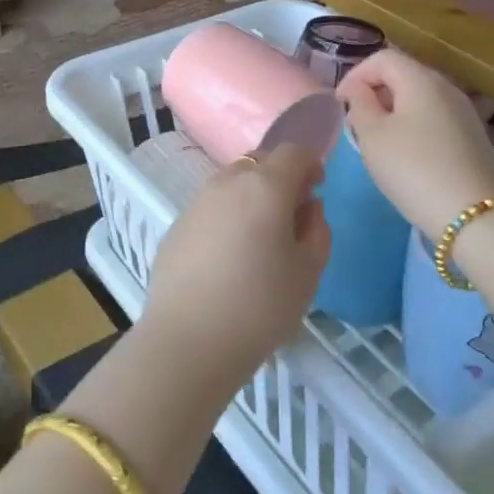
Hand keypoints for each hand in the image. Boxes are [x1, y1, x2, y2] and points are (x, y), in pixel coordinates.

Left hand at [139, 143, 330, 392]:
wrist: (188, 341)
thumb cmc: (260, 306)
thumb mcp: (308, 272)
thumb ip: (317, 230)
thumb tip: (308, 207)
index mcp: (265, 186)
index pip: (293, 152)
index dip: (310, 164)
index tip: (317, 188)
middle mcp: (228, 183)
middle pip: (259, 162)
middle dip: (279, 177)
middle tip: (290, 214)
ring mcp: (197, 202)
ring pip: (231, 183)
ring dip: (250, 196)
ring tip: (258, 238)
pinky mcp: (176, 226)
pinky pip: (210, 208)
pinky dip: (225, 217)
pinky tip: (227, 257)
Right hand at [339, 49, 493, 237]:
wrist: (473, 216)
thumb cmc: (413, 169)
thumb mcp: (372, 136)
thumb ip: (360, 104)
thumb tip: (360, 90)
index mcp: (421, 78)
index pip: (382, 57)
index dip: (355, 75)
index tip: (339, 104)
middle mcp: (447, 86)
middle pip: (403, 74)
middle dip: (375, 92)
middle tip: (356, 123)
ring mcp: (464, 111)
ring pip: (420, 97)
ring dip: (394, 110)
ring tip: (378, 140)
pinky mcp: (473, 136)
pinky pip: (435, 117)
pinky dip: (414, 125)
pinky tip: (408, 154)